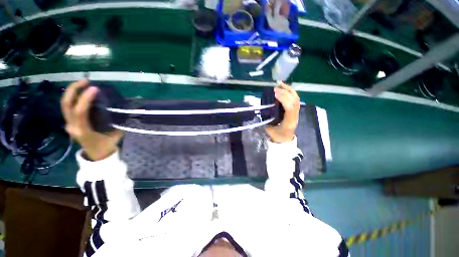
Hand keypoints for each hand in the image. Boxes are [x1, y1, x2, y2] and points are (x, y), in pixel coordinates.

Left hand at [61, 79, 122, 160]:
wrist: (97, 156)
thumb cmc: (107, 146)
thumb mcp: (115, 135)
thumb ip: (114, 122)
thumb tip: (119, 111)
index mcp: (83, 131)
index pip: (79, 112)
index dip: (85, 99)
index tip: (95, 88)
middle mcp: (72, 126)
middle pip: (66, 105)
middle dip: (74, 90)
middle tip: (86, 81)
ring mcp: (69, 125)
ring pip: (65, 105)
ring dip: (73, 92)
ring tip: (83, 83)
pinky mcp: (71, 123)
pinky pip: (69, 108)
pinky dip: (74, 98)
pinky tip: (82, 93)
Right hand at [265, 82, 299, 142]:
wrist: (285, 140)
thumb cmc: (276, 136)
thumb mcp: (269, 131)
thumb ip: (265, 121)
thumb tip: (262, 110)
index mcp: (289, 122)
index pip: (290, 108)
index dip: (284, 99)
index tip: (275, 93)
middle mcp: (295, 116)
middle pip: (295, 101)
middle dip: (285, 92)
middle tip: (275, 88)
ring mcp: (297, 113)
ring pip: (296, 99)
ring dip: (289, 90)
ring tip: (280, 84)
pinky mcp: (295, 111)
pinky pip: (295, 99)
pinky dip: (290, 92)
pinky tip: (284, 88)